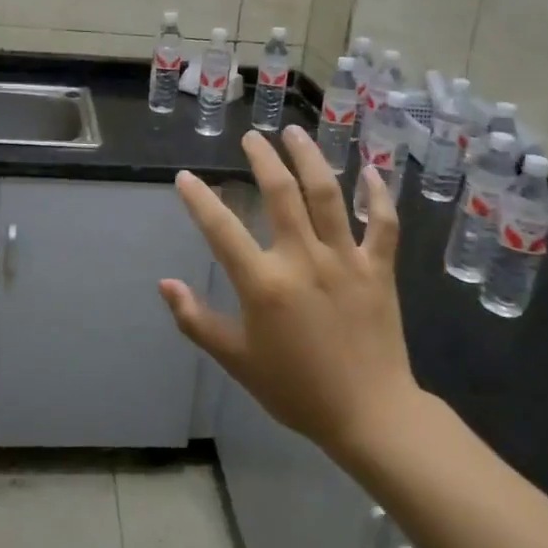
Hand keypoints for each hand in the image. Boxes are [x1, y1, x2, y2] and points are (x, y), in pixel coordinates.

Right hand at [160, 127, 417, 462]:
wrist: (369, 415)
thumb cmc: (296, 389)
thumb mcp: (236, 360)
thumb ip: (196, 320)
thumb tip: (164, 284)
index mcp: (264, 283)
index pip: (221, 229)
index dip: (199, 199)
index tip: (185, 177)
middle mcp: (304, 259)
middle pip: (281, 193)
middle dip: (262, 158)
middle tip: (252, 137)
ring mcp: (346, 260)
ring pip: (328, 194)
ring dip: (310, 158)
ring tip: (295, 132)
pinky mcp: (380, 269)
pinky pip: (383, 223)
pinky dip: (378, 194)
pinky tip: (370, 169)